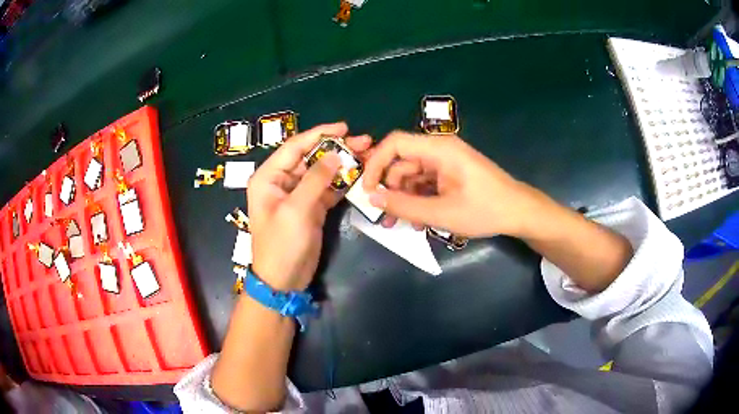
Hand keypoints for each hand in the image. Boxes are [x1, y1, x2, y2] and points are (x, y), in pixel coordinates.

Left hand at [247, 123, 370, 290]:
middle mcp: (281, 182)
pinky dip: (342, 183)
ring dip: (342, 165)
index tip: (344, 128)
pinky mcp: (310, 208)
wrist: (283, 281)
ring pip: (321, 172)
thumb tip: (335, 154)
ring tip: (367, 156)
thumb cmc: (282, 244)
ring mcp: (297, 195)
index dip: (319, 134)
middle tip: (364, 142)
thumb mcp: (297, 210)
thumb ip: (316, 179)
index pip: (295, 147)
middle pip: (310, 157)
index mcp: (269, 177)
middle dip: (336, 149)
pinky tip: (359, 176)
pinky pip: (327, 189)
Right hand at [362, 131, 539, 237]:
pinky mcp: (451, 174)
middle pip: (401, 162)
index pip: (394, 143)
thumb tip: (371, 199)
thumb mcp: (441, 213)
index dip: (375, 164)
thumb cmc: (485, 209)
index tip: (367, 190)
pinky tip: (419, 221)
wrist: (519, 212)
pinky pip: (425, 183)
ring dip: (404, 199)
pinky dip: (418, 200)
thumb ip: (404, 206)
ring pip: (412, 176)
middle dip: (389, 189)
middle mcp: (439, 150)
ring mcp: (446, 162)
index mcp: (438, 149)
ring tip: (402, 224)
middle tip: (384, 217)